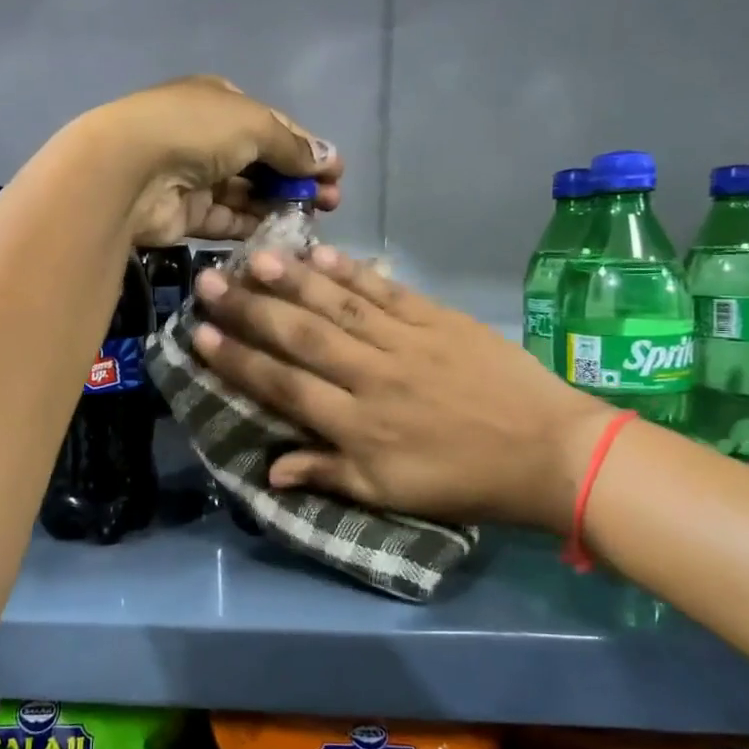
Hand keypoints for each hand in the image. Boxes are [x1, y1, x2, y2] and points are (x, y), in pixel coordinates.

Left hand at [80, 77, 341, 245]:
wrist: (129, 169)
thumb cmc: (196, 131)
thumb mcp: (254, 125)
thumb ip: (292, 146)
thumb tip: (329, 159)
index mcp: (220, 103)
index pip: (274, 126)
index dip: (307, 149)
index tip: (336, 174)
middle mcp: (207, 137)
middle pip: (262, 162)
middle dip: (298, 180)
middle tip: (331, 203)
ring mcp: (194, 177)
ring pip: (246, 193)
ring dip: (279, 204)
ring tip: (313, 221)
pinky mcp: (186, 214)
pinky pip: (227, 220)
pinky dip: (252, 225)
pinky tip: (281, 235)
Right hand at [189, 246, 616, 528]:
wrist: (549, 452)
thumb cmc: (465, 481)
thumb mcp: (392, 495)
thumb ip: (328, 475)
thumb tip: (268, 468)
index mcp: (359, 426)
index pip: (285, 386)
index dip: (239, 361)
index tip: (199, 336)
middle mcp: (372, 376)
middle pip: (301, 337)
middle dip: (250, 310)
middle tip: (209, 283)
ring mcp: (406, 342)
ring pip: (338, 306)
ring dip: (293, 280)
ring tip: (253, 258)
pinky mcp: (438, 319)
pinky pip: (386, 291)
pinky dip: (351, 271)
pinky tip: (319, 253)